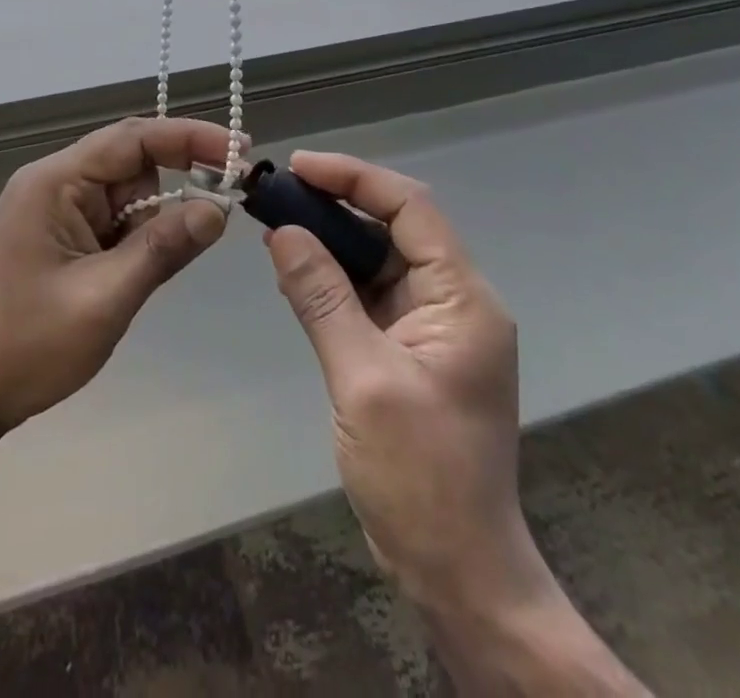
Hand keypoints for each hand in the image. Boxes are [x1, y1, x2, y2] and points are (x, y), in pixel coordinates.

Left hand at [0, 118, 232, 436]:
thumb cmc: (28, 345)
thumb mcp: (105, 297)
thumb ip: (163, 248)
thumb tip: (218, 210)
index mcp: (55, 181)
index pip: (133, 138)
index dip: (190, 138)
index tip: (240, 150)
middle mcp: (55, 182)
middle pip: (132, 162)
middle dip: (175, 185)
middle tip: (220, 211)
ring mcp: (55, 208)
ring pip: (128, 194)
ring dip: (150, 224)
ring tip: (133, 278)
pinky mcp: (61, 233)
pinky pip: (114, 219)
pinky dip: (135, 240)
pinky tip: (126, 276)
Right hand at [265, 152, 547, 615]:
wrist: (458, 573)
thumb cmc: (420, 476)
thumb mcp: (362, 379)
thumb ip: (321, 297)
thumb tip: (282, 231)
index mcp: (463, 298)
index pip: (411, 207)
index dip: (355, 177)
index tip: (300, 166)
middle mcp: (455, 300)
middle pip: (395, 227)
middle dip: (336, 205)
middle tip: (277, 193)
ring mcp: (434, 326)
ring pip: (379, 259)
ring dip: (330, 241)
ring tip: (276, 224)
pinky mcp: (412, 349)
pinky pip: (370, 294)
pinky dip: (333, 279)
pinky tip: (294, 273)